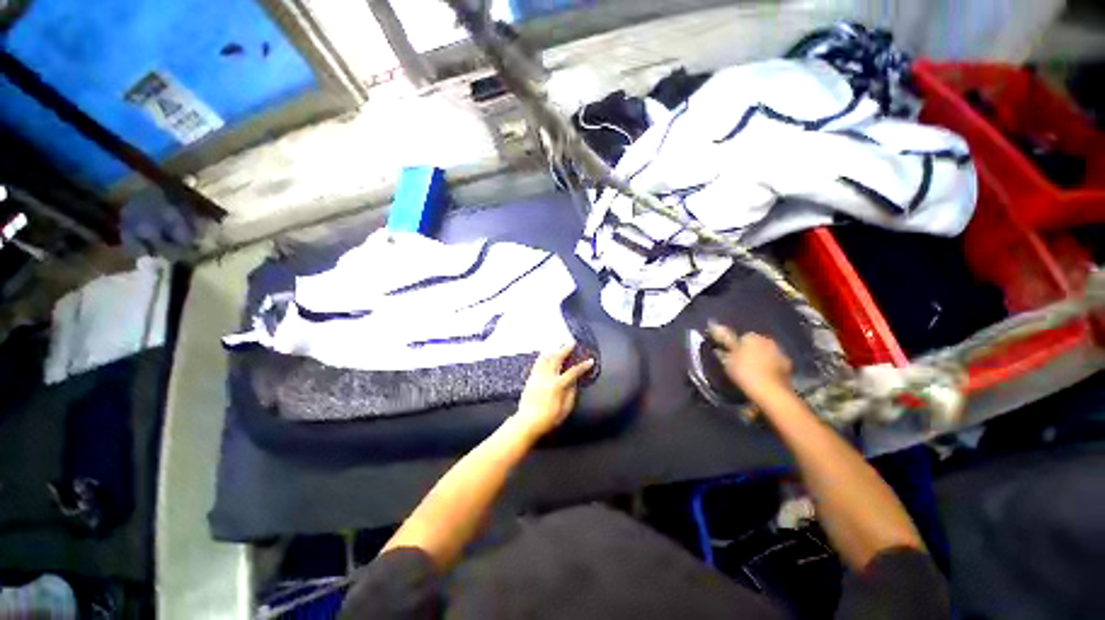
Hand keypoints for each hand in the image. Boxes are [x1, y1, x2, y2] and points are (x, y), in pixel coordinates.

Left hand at [514, 345, 594, 439]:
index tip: (590, 360)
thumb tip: (574, 382)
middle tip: (571, 343)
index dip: (583, 366)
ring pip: (545, 358)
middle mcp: (547, 377)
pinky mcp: (530, 378)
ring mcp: (537, 376)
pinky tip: (545, 354)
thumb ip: (571, 394)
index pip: (573, 372)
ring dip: (553, 350)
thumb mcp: (565, 409)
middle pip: (557, 358)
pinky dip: (543, 356)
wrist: (527, 422)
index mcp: (558, 385)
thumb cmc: (549, 419)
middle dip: (565, 349)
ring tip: (558, 345)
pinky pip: (537, 363)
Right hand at [707, 323, 793, 400]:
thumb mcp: (728, 357)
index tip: (731, 355)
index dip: (736, 345)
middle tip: (740, 363)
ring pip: (766, 353)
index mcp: (752, 336)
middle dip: (749, 350)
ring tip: (752, 371)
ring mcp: (780, 353)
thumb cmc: (745, 372)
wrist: (771, 392)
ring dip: (760, 359)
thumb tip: (715, 327)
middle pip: (756, 343)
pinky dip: (769, 368)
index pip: (743, 336)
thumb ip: (723, 342)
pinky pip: (774, 364)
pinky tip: (763, 377)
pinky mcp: (788, 367)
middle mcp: (768, 341)